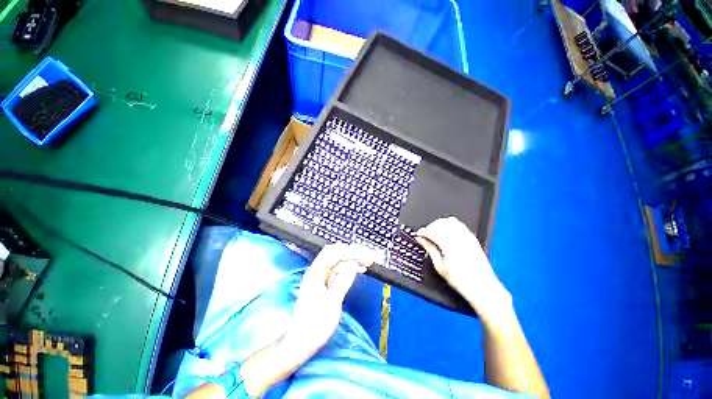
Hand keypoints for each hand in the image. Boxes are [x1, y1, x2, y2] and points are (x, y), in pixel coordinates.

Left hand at [285, 243, 373, 356]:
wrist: (303, 342)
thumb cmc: (315, 322)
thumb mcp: (333, 301)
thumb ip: (344, 280)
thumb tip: (353, 264)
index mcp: (316, 273)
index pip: (330, 252)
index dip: (344, 249)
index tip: (359, 251)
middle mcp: (319, 273)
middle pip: (337, 258)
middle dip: (352, 255)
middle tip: (367, 256)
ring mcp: (323, 280)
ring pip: (340, 266)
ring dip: (353, 263)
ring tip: (368, 262)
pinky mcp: (328, 288)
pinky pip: (340, 275)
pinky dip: (350, 272)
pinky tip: (360, 270)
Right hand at [414, 217, 511, 317]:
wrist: (482, 286)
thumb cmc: (460, 280)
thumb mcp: (440, 266)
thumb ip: (430, 249)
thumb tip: (420, 239)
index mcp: (449, 245)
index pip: (432, 231)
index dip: (422, 232)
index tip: (417, 235)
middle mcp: (458, 237)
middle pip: (440, 223)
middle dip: (430, 227)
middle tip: (425, 236)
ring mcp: (467, 236)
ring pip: (449, 221)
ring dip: (439, 224)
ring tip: (434, 233)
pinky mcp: (472, 237)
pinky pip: (458, 224)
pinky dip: (449, 225)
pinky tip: (446, 233)